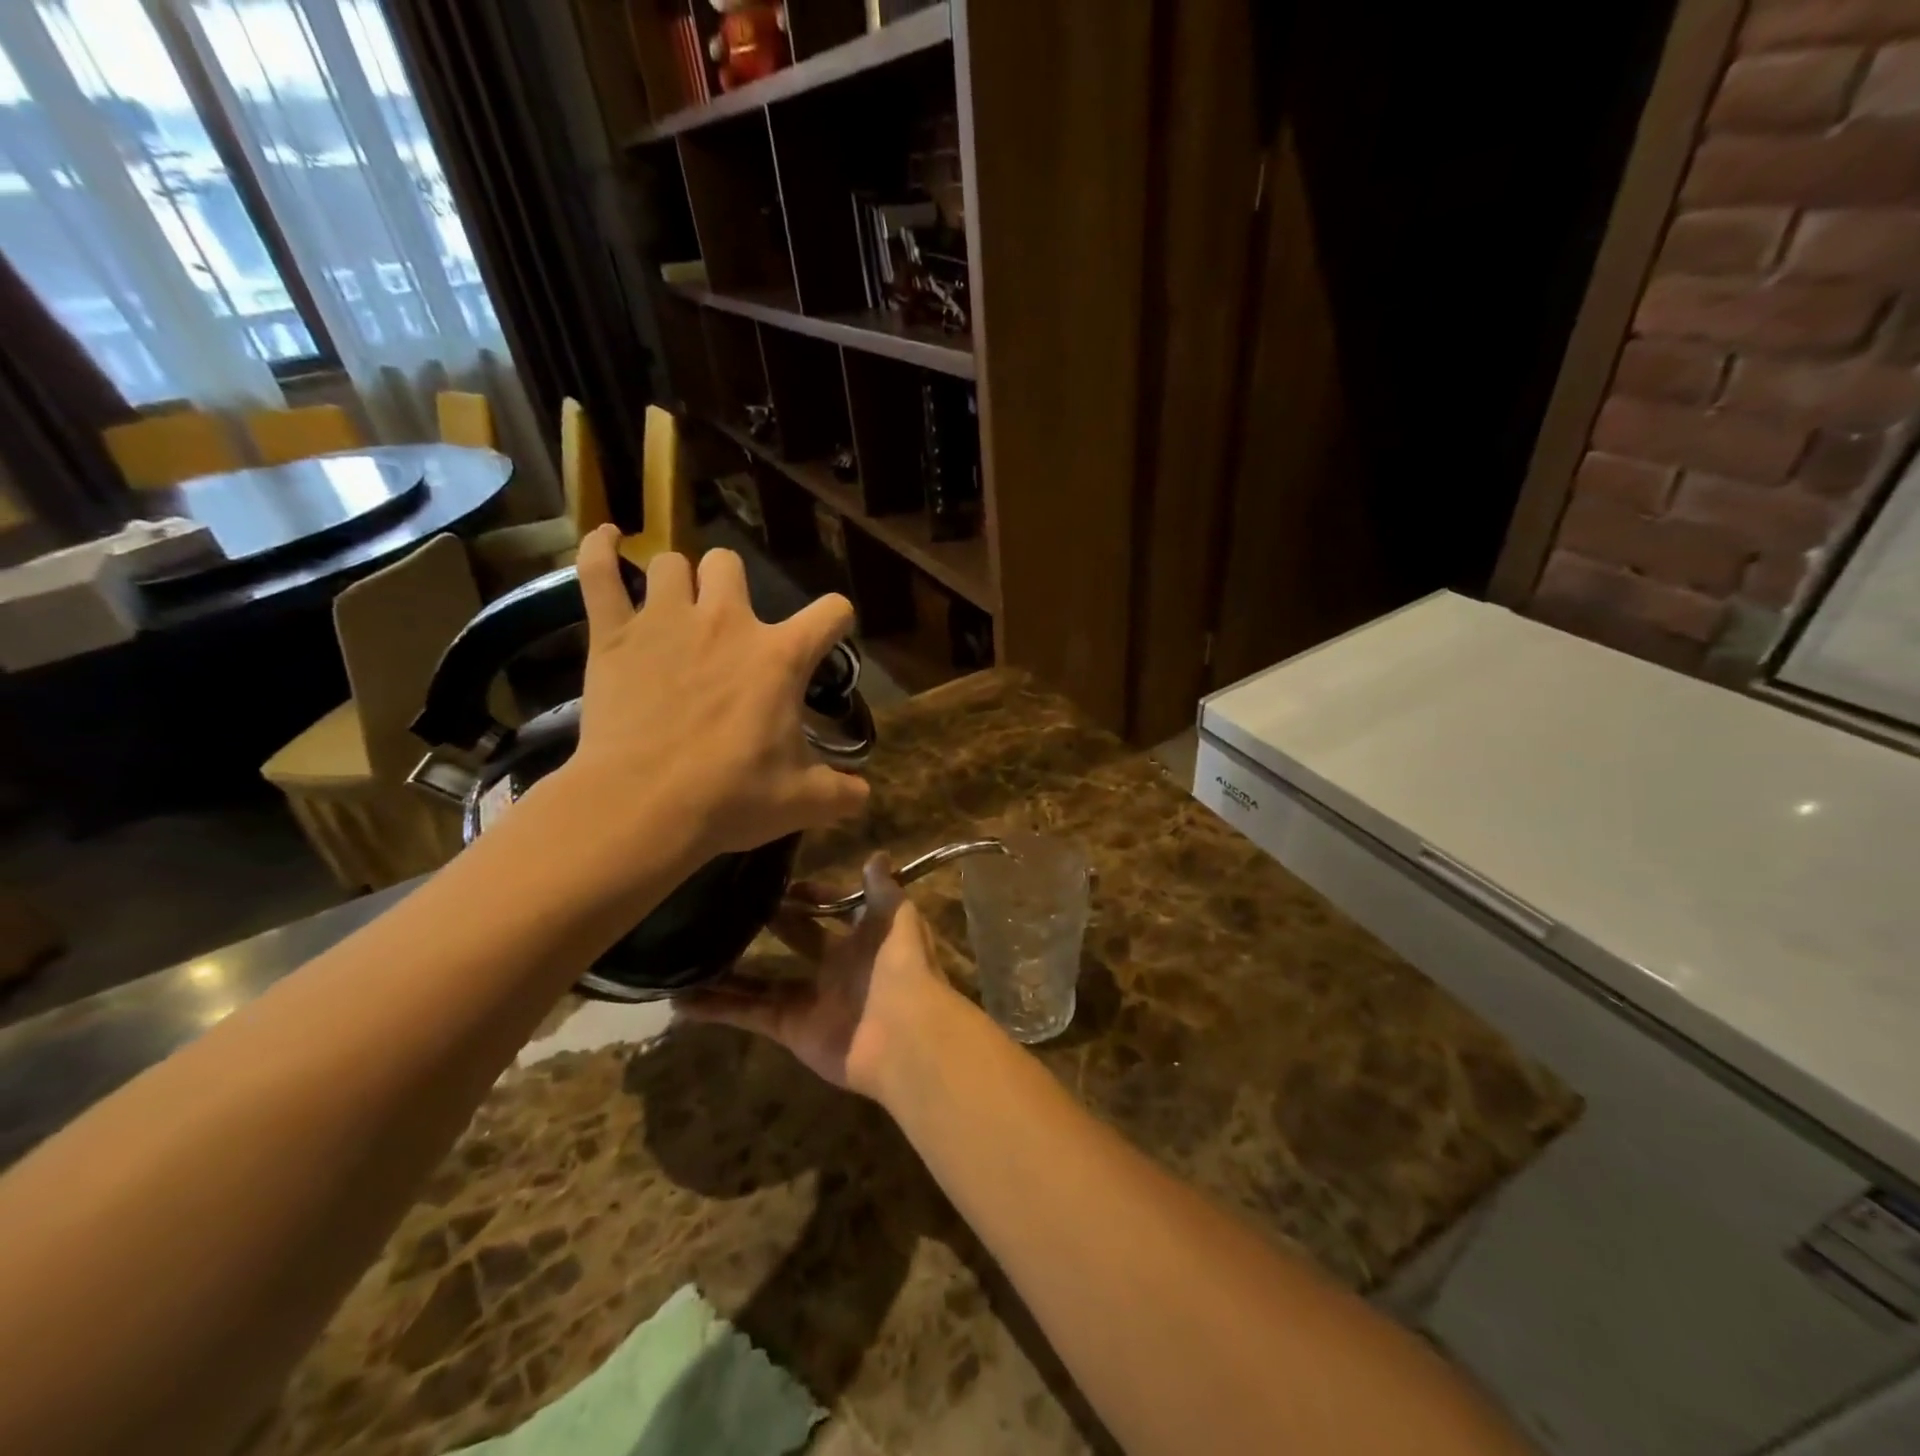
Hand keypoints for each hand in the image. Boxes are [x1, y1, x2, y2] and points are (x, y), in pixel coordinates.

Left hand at [566, 526, 869, 858]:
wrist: (642, 807)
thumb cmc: (730, 798)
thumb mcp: (802, 802)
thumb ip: (841, 794)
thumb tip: (864, 795)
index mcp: (780, 656)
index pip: (831, 612)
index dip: (837, 620)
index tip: (830, 635)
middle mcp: (726, 622)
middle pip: (731, 564)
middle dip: (733, 586)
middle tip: (730, 627)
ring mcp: (665, 621)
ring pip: (672, 563)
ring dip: (678, 581)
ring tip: (675, 607)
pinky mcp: (613, 635)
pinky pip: (598, 572)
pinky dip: (600, 550)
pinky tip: (606, 538)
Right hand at [675, 856, 966, 1100]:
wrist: (905, 1035)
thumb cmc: (901, 966)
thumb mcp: (897, 917)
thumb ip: (883, 888)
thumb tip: (876, 854)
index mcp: (864, 938)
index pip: (834, 909)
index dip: (813, 895)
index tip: (782, 882)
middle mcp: (836, 966)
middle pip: (797, 939)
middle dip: (772, 921)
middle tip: (731, 902)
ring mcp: (811, 999)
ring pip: (763, 980)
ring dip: (730, 970)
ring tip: (690, 951)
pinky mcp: (790, 1028)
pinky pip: (748, 1014)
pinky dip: (717, 1009)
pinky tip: (681, 1000)